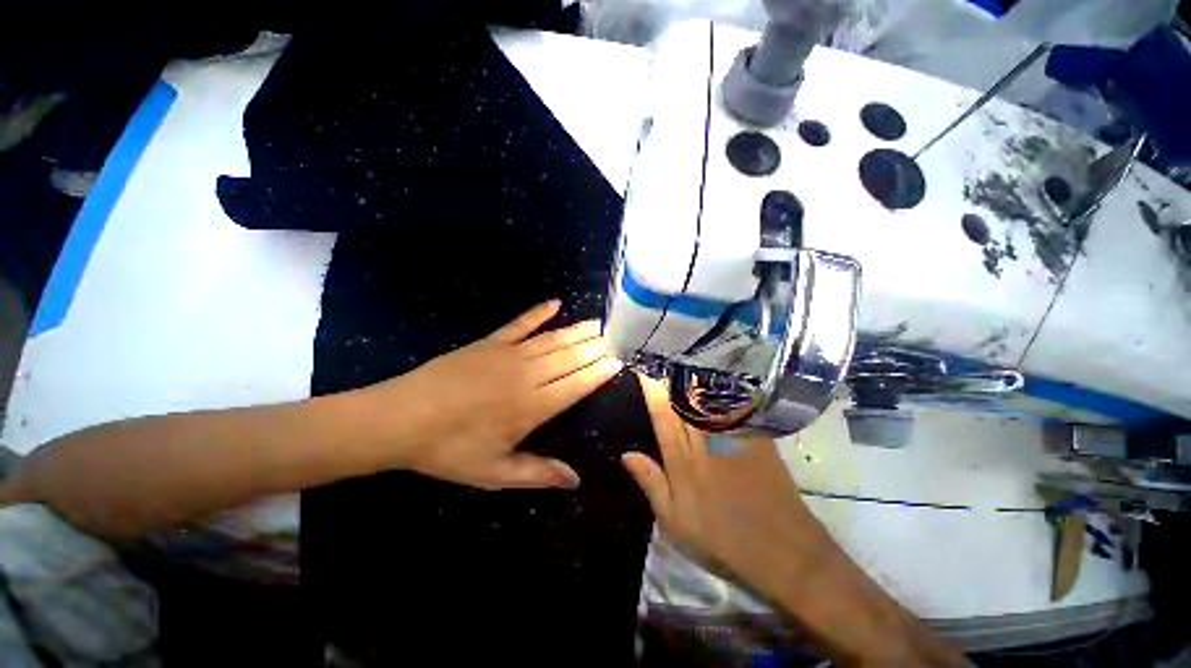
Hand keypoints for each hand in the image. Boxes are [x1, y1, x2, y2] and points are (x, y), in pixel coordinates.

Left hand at [372, 299, 623, 490]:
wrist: (401, 418)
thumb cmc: (449, 449)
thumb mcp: (493, 473)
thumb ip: (537, 473)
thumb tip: (575, 479)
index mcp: (531, 407)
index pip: (576, 385)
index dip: (598, 373)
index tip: (617, 362)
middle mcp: (527, 375)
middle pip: (569, 358)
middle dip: (594, 348)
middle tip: (613, 339)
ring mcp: (508, 354)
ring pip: (552, 340)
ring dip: (576, 332)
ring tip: (596, 324)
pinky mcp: (489, 342)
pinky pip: (520, 324)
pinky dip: (538, 313)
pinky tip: (555, 303)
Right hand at [620, 374, 822, 588]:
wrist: (784, 552)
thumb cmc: (722, 541)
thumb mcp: (675, 522)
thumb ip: (651, 483)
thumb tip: (626, 453)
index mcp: (683, 459)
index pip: (662, 413)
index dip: (651, 388)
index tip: (643, 370)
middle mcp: (706, 439)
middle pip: (684, 398)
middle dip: (670, 377)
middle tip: (660, 362)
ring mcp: (733, 435)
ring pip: (707, 397)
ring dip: (692, 379)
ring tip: (682, 365)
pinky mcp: (756, 436)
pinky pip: (733, 405)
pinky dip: (720, 390)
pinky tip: (715, 381)